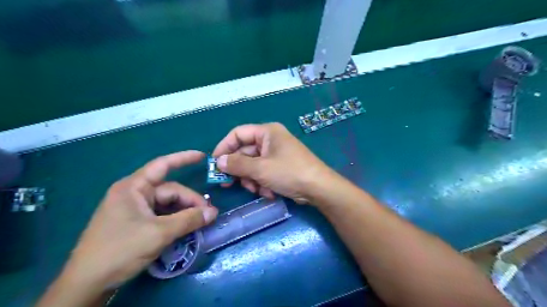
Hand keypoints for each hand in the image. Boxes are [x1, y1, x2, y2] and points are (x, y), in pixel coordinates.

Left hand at [61, 151, 217, 289]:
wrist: (87, 283)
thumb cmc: (120, 250)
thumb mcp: (159, 233)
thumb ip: (189, 220)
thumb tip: (213, 213)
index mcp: (134, 187)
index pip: (162, 165)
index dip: (183, 158)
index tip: (203, 157)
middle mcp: (134, 193)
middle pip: (169, 191)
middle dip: (190, 201)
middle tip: (208, 215)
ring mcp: (134, 208)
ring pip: (167, 204)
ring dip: (184, 212)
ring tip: (200, 222)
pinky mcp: (135, 222)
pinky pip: (161, 215)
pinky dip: (175, 219)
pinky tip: (186, 227)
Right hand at [213, 122, 328, 203]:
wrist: (318, 189)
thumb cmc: (289, 172)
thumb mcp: (260, 169)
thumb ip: (237, 164)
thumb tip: (218, 162)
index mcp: (266, 132)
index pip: (238, 134)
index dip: (224, 147)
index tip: (215, 164)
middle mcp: (270, 140)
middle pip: (245, 152)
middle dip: (239, 170)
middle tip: (228, 184)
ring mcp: (276, 154)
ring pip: (252, 165)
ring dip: (252, 179)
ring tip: (257, 190)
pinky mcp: (280, 167)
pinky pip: (263, 173)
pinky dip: (262, 183)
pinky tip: (269, 192)